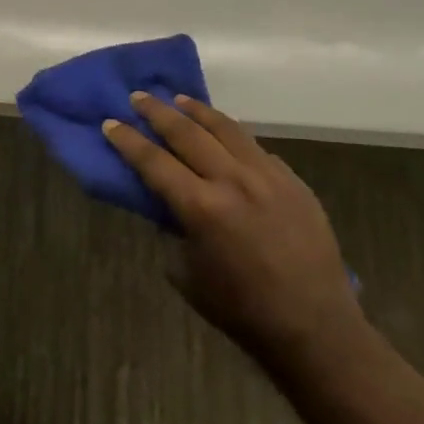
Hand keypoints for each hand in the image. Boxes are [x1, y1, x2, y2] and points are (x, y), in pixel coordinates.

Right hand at [103, 94, 361, 367]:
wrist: (314, 326)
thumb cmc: (240, 308)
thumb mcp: (187, 272)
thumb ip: (173, 230)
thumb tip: (167, 205)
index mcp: (201, 208)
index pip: (153, 161)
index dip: (127, 140)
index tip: (109, 123)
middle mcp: (233, 181)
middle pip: (187, 133)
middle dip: (157, 112)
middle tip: (138, 97)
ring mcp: (268, 177)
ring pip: (226, 129)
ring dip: (197, 111)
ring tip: (179, 99)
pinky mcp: (293, 182)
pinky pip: (256, 148)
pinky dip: (233, 136)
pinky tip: (224, 136)